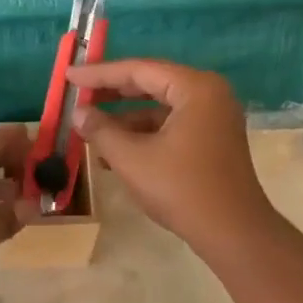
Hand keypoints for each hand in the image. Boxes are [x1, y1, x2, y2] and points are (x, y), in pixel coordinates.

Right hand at [67, 59, 281, 258]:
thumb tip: (79, 114)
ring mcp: (214, 118)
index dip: (99, 74)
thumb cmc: (181, 189)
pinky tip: (115, 152)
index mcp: (195, 88)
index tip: (69, 76)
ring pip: (160, 108)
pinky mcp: (213, 140)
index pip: (139, 70)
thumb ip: (101, 131)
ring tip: (89, 130)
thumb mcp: (132, 159)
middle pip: (152, 84)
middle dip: (112, 93)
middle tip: (78, 94)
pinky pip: (172, 126)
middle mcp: (209, 94)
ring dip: (125, 119)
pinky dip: (144, 135)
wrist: (233, 232)